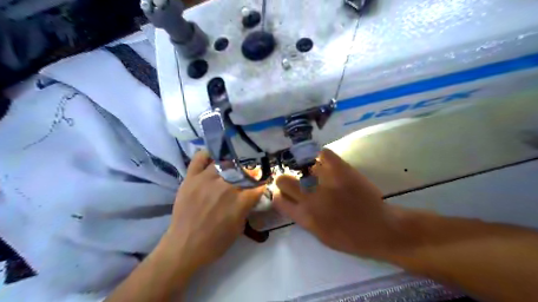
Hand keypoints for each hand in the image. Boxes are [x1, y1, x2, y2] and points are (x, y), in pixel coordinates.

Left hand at [163, 152, 265, 271]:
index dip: (262, 184)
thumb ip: (247, 208)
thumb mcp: (239, 228)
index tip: (261, 184)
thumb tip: (252, 195)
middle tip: (247, 178)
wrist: (184, 247)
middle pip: (243, 171)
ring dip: (231, 166)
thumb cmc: (215, 242)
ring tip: (231, 170)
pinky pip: (199, 158)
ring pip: (225, 162)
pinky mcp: (191, 178)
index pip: (258, 184)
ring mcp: (206, 179)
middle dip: (249, 174)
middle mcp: (225, 186)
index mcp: (240, 201)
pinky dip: (207, 155)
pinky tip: (213, 160)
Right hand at [275, 148, 400, 256]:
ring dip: (308, 171)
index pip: (279, 200)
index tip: (284, 193)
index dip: (279, 195)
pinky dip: (323, 156)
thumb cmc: (350, 239)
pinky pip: (324, 154)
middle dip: (286, 180)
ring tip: (318, 174)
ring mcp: (325, 183)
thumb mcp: (320, 235)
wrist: (380, 230)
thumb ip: (304, 218)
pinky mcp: (341, 170)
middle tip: (296, 180)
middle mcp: (310, 199)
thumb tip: (294, 201)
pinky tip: (327, 162)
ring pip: (304, 167)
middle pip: (283, 181)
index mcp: (305, 216)